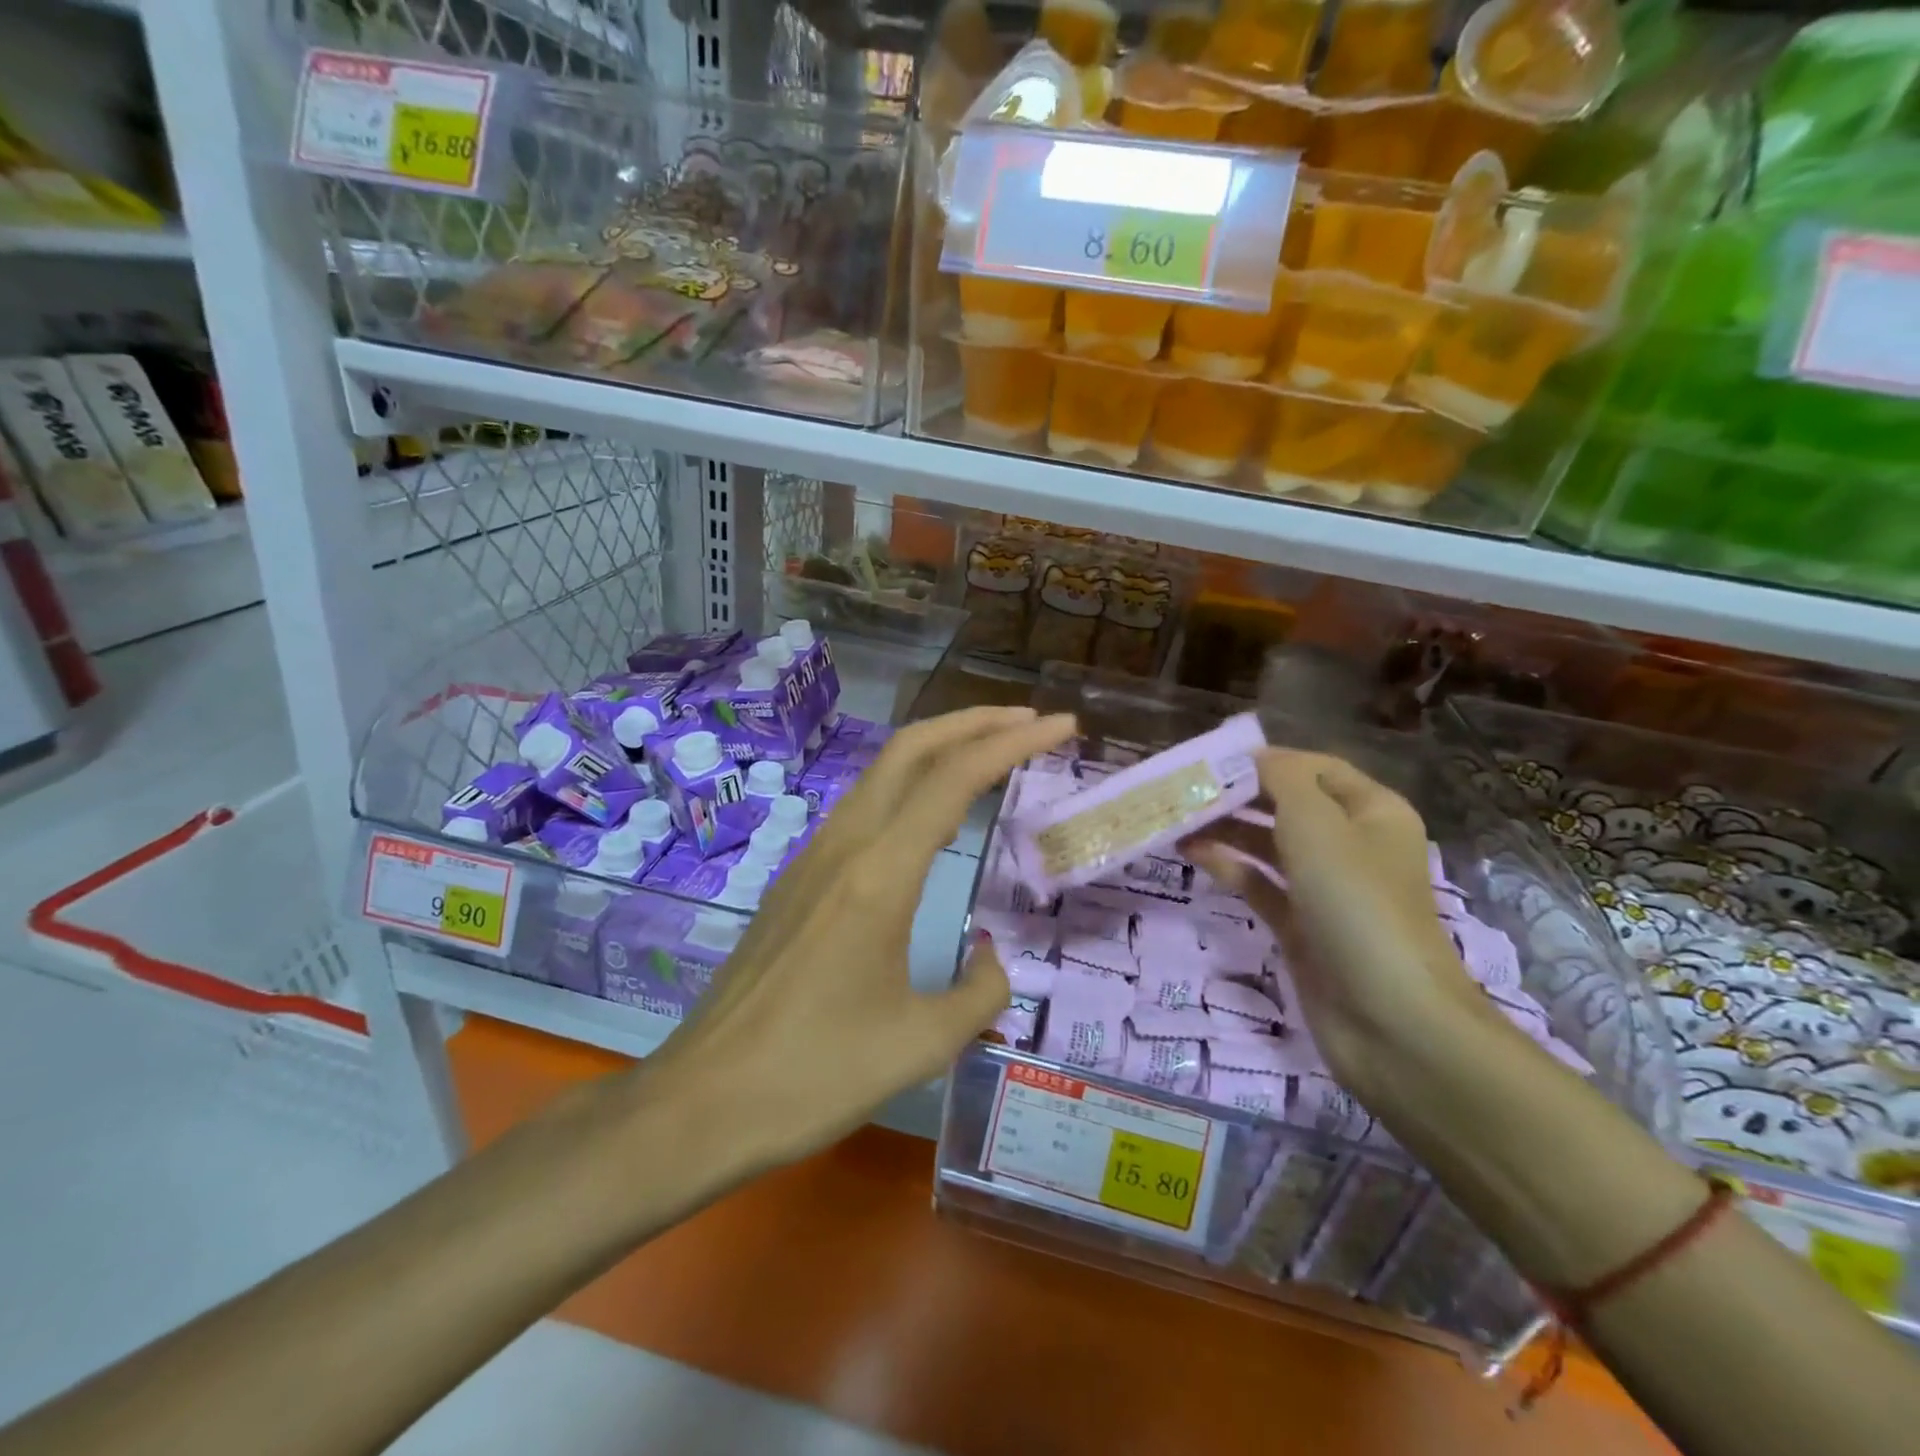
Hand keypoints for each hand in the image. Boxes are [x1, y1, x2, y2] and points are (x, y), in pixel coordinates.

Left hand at [646, 705, 1078, 1169]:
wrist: (701, 1101)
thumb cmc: (814, 1074)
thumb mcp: (921, 1044)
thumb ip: (981, 993)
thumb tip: (993, 960)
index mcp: (879, 874)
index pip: (954, 778)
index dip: (1013, 742)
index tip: (1061, 725)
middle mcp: (843, 847)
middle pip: (910, 748)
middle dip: (974, 722)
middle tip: (1030, 721)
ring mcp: (812, 858)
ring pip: (882, 773)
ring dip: (939, 748)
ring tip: (990, 754)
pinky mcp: (796, 880)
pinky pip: (862, 807)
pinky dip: (909, 785)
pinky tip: (929, 816)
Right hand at [1184, 749, 1492, 1095]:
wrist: (1390, 1020)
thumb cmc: (1356, 904)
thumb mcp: (1317, 825)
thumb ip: (1282, 781)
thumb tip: (1253, 757)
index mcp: (1372, 812)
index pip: (1313, 768)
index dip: (1264, 760)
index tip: (1209, 761)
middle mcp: (1351, 845)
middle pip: (1287, 805)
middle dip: (1238, 795)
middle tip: (1184, 790)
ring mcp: (1326, 889)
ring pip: (1269, 845)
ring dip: (1227, 830)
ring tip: (1177, 820)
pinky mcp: (1303, 926)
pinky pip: (1261, 884)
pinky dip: (1231, 867)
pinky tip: (1194, 855)